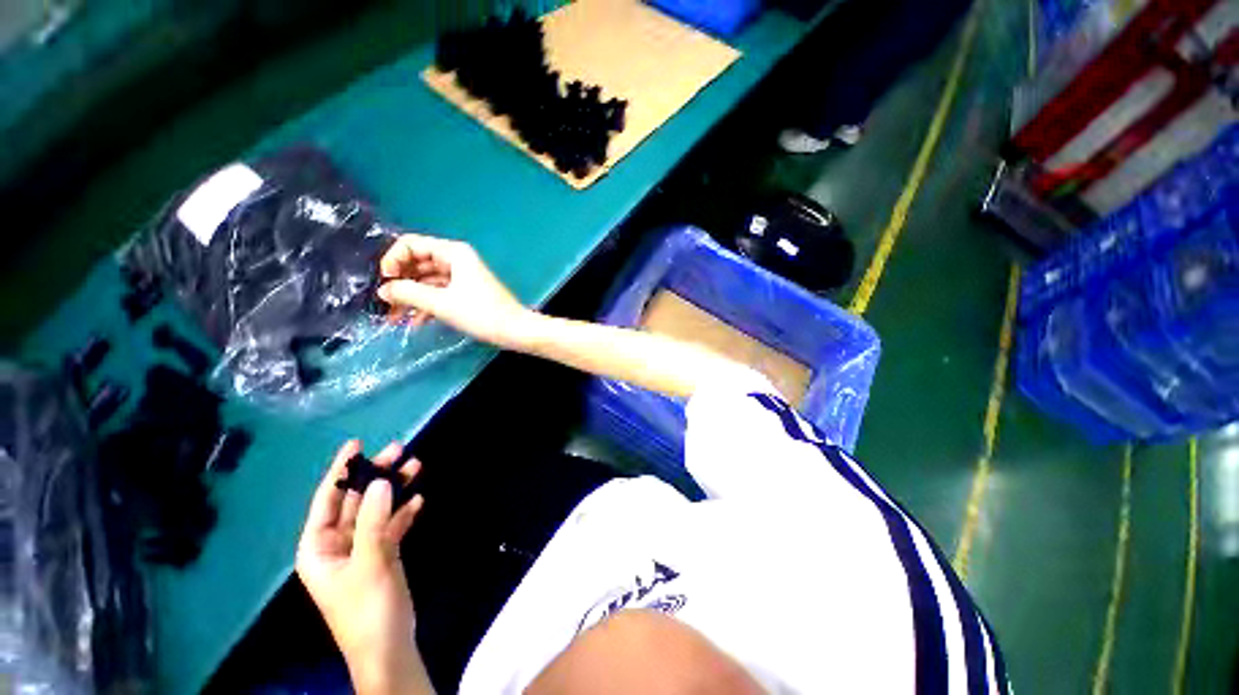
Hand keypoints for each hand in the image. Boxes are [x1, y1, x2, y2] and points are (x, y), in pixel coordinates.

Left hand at [296, 441, 429, 693]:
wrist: (389, 646)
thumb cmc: (368, 608)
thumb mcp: (369, 563)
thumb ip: (374, 522)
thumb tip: (381, 482)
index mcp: (319, 547)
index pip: (327, 500)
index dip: (340, 471)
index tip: (356, 444)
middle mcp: (337, 544)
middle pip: (357, 500)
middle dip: (377, 475)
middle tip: (400, 450)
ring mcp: (361, 549)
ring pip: (378, 509)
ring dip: (395, 489)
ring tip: (416, 466)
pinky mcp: (382, 555)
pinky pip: (392, 525)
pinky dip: (404, 511)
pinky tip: (419, 499)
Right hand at [376, 234, 535, 348]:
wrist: (515, 330)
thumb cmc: (481, 313)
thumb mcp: (442, 303)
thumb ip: (409, 293)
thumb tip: (383, 290)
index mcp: (453, 253)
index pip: (411, 244)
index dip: (393, 260)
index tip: (386, 282)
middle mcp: (457, 259)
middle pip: (417, 263)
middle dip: (400, 282)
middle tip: (386, 304)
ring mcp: (462, 276)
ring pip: (427, 280)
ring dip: (411, 297)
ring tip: (394, 318)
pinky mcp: (466, 292)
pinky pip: (439, 292)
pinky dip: (427, 304)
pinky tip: (415, 322)